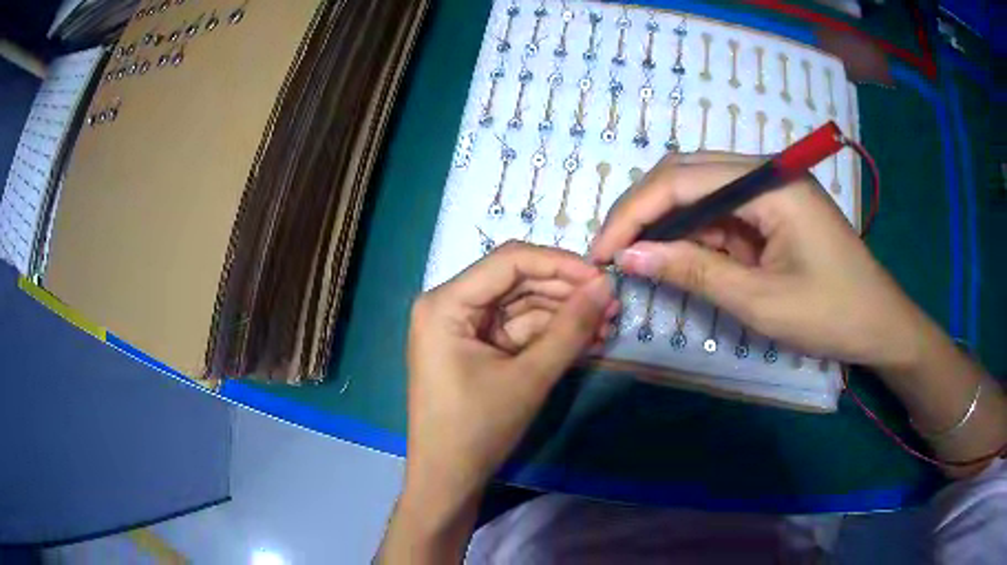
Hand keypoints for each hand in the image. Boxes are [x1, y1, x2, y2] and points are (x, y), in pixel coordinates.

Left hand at [380, 242, 615, 562]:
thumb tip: (606, 286)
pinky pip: (517, 330)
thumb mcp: (528, 377)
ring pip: (521, 306)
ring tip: (606, 324)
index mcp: (445, 303)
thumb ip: (570, 329)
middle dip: (565, 292)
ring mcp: (462, 327)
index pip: (509, 261)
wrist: (448, 479)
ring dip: (562, 315)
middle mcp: (449, 305)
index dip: (559, 263)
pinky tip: (585, 339)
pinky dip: (549, 335)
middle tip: (611, 303)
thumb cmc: (477, 429)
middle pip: (516, 281)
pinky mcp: (476, 347)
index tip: (602, 276)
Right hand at [591, 152, 929, 371]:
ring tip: (637, 259)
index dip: (634, 212)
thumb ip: (694, 271)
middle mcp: (767, 172)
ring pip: (701, 192)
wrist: (880, 326)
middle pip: (687, 173)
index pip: (683, 179)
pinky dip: (696, 236)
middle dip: (644, 211)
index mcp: (770, 182)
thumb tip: (628, 257)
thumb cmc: (831, 315)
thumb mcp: (760, 301)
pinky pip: (722, 213)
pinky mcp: (773, 210)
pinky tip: (680, 260)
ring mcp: (771, 189)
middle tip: (613, 252)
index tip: (601, 250)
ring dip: (668, 225)